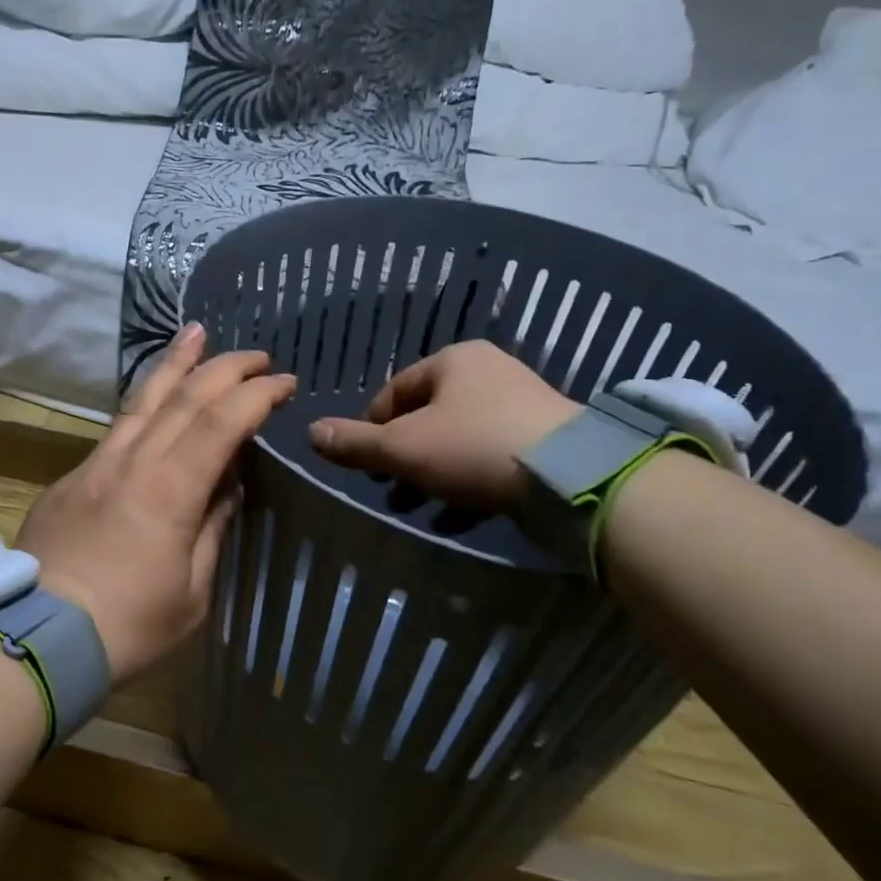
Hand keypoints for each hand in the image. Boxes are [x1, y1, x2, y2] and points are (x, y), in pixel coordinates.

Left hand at [16, 325, 296, 685]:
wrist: (35, 639)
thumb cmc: (126, 627)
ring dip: (173, 363)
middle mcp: (132, 463)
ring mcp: (95, 465)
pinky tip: (151, 400)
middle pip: (183, 397)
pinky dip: (142, 403)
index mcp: (170, 491)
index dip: (257, 396)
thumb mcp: (192, 593)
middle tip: (256, 356)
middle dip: (224, 368)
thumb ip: (211, 532)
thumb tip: (225, 489)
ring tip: (194, 332)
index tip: (284, 382)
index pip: (221, 423)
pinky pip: (115, 428)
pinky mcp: (69, 478)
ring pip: (140, 399)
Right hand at [307, 340, 578, 509]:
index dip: (371, 428)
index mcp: (453, 361)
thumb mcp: (402, 448)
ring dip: (431, 476)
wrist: (569, 477)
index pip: (394, 391)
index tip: (365, 464)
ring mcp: (520, 407)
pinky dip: (467, 486)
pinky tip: (454, 519)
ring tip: (416, 509)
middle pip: (426, 419)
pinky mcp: (542, 442)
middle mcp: (488, 374)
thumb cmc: (472, 447)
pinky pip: (490, 461)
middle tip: (390, 491)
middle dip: (402, 459)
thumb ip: (355, 443)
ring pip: (457, 443)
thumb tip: (311, 433)